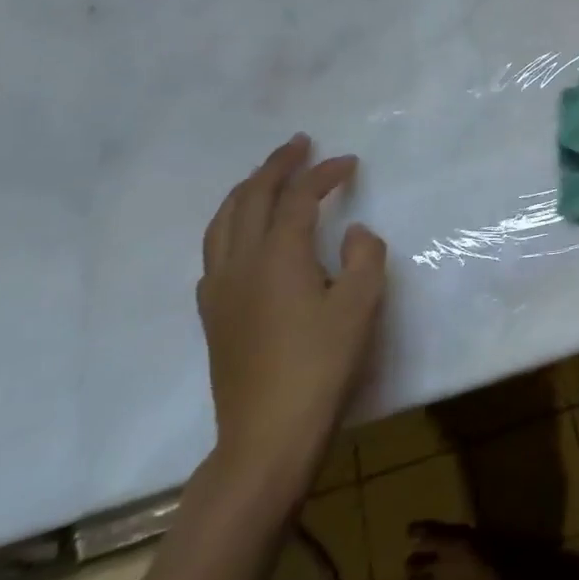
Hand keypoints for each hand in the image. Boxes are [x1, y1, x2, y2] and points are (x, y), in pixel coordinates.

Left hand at [198, 136, 386, 497]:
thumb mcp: (361, 306)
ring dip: (247, 190)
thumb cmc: (321, 365)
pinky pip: (214, 249)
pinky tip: (243, 235)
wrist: (267, 435)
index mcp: (279, 254)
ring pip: (223, 221)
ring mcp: (220, 289)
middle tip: (299, 144)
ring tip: (266, 177)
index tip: (349, 162)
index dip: (324, 173)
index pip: (299, 197)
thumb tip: (356, 233)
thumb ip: (365, 257)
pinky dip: (231, 224)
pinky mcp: (212, 314)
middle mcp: (241, 262)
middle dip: (276, 165)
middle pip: (251, 197)